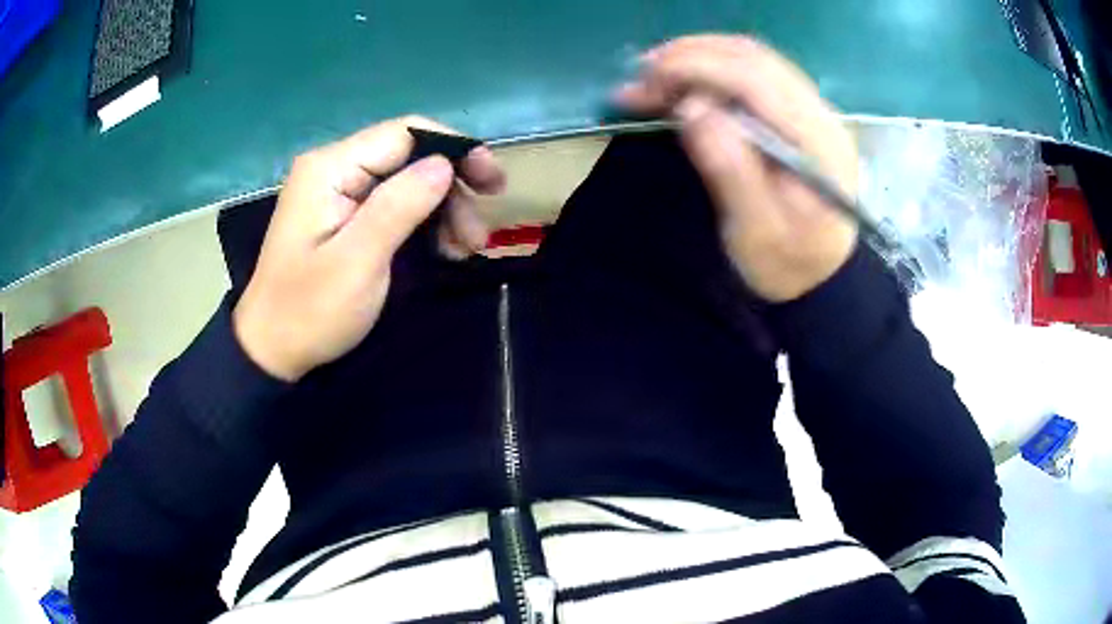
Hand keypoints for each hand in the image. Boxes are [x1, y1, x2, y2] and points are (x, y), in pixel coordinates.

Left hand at [233, 116, 505, 380]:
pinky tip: (443, 248)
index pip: (406, 132)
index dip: (455, 149)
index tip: (491, 184)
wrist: (272, 349)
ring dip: (443, 209)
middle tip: (479, 234)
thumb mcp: (357, 262)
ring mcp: (337, 190)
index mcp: (330, 167)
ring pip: (407, 179)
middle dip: (452, 188)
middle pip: (409, 155)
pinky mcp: (343, 212)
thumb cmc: (310, 311)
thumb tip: (445, 163)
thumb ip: (399, 206)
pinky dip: (424, 221)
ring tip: (465, 249)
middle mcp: (334, 167)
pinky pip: (393, 202)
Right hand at [616, 35, 858, 301]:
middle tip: (642, 76)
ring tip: (653, 77)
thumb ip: (731, 168)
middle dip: (692, 56)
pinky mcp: (796, 114)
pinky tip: (683, 82)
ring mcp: (811, 110)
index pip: (757, 79)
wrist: (820, 280)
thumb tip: (693, 106)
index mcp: (818, 144)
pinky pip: (752, 74)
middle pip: (754, 58)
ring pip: (751, 59)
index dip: (699, 66)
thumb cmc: (787, 264)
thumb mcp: (756, 232)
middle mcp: (820, 115)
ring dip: (699, 58)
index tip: (649, 78)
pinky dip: (712, 70)